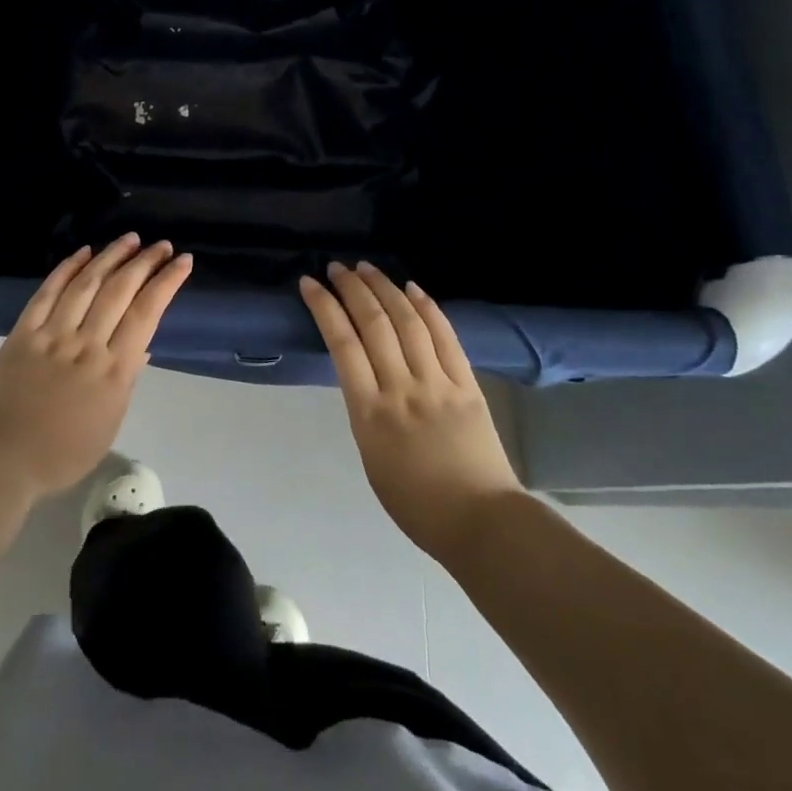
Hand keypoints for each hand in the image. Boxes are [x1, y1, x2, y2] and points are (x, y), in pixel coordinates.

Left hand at [0, 235, 191, 500]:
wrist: (0, 460)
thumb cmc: (60, 454)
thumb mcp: (108, 424)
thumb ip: (125, 381)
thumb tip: (141, 346)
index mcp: (114, 370)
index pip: (147, 313)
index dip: (166, 282)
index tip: (182, 261)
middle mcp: (87, 344)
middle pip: (120, 291)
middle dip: (144, 262)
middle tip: (161, 244)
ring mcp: (53, 334)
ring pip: (87, 284)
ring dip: (111, 256)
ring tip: (130, 239)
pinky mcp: (24, 332)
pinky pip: (48, 292)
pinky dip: (67, 269)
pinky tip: (83, 252)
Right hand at [300, 261, 520, 562]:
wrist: (480, 523)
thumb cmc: (416, 503)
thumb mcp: (371, 457)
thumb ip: (365, 411)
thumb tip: (364, 375)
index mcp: (370, 413)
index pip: (342, 344)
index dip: (325, 307)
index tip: (311, 284)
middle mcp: (401, 389)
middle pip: (374, 324)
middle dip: (352, 289)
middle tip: (337, 267)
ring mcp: (437, 383)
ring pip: (408, 322)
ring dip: (386, 288)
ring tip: (368, 268)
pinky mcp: (467, 384)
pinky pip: (445, 337)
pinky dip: (428, 308)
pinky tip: (413, 289)